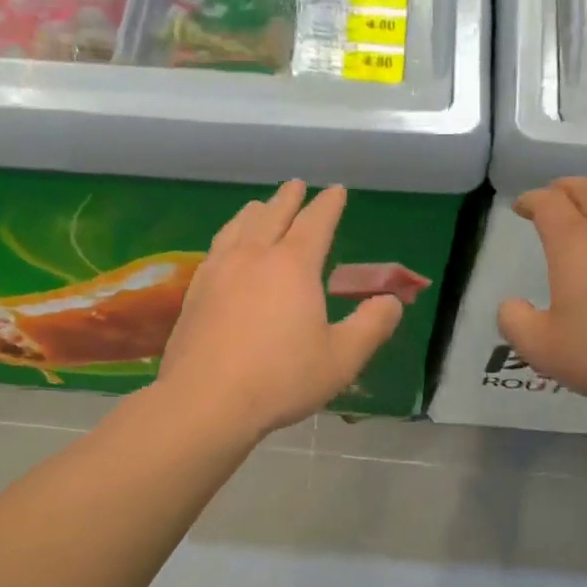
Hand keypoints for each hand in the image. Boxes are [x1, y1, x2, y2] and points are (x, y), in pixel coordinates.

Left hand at [156, 180, 402, 441]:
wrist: (206, 401)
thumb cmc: (281, 379)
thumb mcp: (342, 358)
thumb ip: (372, 326)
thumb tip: (390, 301)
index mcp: (293, 266)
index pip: (316, 222)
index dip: (329, 204)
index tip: (336, 191)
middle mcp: (254, 256)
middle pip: (273, 214)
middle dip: (289, 198)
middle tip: (297, 185)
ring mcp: (219, 271)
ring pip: (238, 226)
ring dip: (255, 211)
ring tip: (260, 206)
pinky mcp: (196, 291)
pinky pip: (216, 248)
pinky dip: (228, 235)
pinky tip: (226, 247)